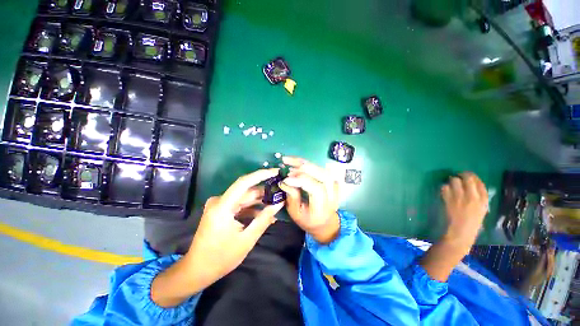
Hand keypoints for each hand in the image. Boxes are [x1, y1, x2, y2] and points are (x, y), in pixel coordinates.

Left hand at [151, 168, 282, 306]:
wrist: (197, 271)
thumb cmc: (221, 258)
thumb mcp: (247, 239)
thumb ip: (264, 219)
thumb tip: (279, 204)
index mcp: (222, 206)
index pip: (244, 182)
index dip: (261, 175)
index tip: (276, 171)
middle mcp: (220, 201)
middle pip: (246, 191)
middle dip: (264, 192)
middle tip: (281, 193)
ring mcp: (220, 205)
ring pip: (245, 198)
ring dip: (260, 202)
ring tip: (276, 205)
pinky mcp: (221, 211)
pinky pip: (240, 206)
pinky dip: (252, 209)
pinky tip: (265, 215)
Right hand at [278, 157, 340, 243]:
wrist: (324, 222)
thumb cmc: (308, 220)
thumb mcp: (296, 213)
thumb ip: (292, 197)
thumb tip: (285, 181)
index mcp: (322, 207)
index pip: (316, 189)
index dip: (301, 181)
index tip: (286, 178)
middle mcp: (332, 196)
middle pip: (323, 176)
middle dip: (304, 168)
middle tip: (288, 164)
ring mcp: (335, 187)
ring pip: (323, 170)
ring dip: (306, 163)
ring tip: (291, 160)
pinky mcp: (333, 181)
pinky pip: (323, 169)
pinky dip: (311, 164)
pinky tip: (300, 162)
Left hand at [440, 172, 488, 251]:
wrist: (461, 232)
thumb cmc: (472, 223)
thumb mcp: (481, 210)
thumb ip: (479, 198)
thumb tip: (472, 185)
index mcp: (483, 200)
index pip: (479, 182)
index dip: (472, 176)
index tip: (468, 175)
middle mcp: (472, 196)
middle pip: (467, 178)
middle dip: (462, 175)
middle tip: (458, 176)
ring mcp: (459, 197)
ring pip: (454, 180)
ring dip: (452, 181)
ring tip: (451, 185)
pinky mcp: (448, 200)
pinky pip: (444, 188)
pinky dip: (444, 188)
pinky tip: (445, 191)